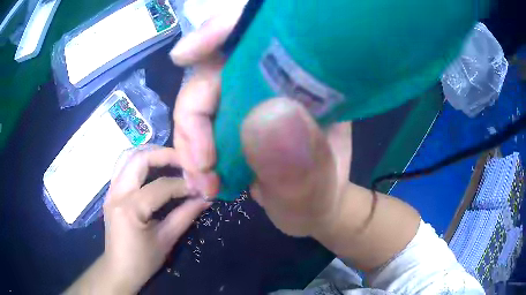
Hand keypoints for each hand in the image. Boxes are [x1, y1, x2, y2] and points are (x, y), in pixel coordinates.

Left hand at [66, 147, 208, 293]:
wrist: (119, 270)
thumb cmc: (142, 261)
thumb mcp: (166, 241)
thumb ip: (185, 216)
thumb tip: (205, 199)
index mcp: (131, 209)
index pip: (161, 186)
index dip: (184, 184)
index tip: (201, 185)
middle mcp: (117, 193)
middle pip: (140, 159)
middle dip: (164, 155)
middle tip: (185, 160)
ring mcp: (111, 190)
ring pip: (128, 156)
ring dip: (150, 154)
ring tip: (169, 160)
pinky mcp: (111, 192)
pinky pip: (123, 166)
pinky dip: (139, 162)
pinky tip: (152, 169)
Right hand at [171, 14, 351, 236]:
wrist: (310, 208)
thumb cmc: (317, 199)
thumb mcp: (313, 193)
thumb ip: (298, 167)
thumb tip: (264, 119)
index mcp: (308, 82)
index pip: (262, 33)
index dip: (223, 30)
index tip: (186, 53)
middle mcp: (275, 79)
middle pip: (214, 67)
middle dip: (194, 116)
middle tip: (201, 168)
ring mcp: (249, 95)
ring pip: (200, 96)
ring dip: (189, 141)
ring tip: (204, 184)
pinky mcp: (232, 115)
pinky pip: (197, 119)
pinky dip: (191, 148)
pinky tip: (201, 179)